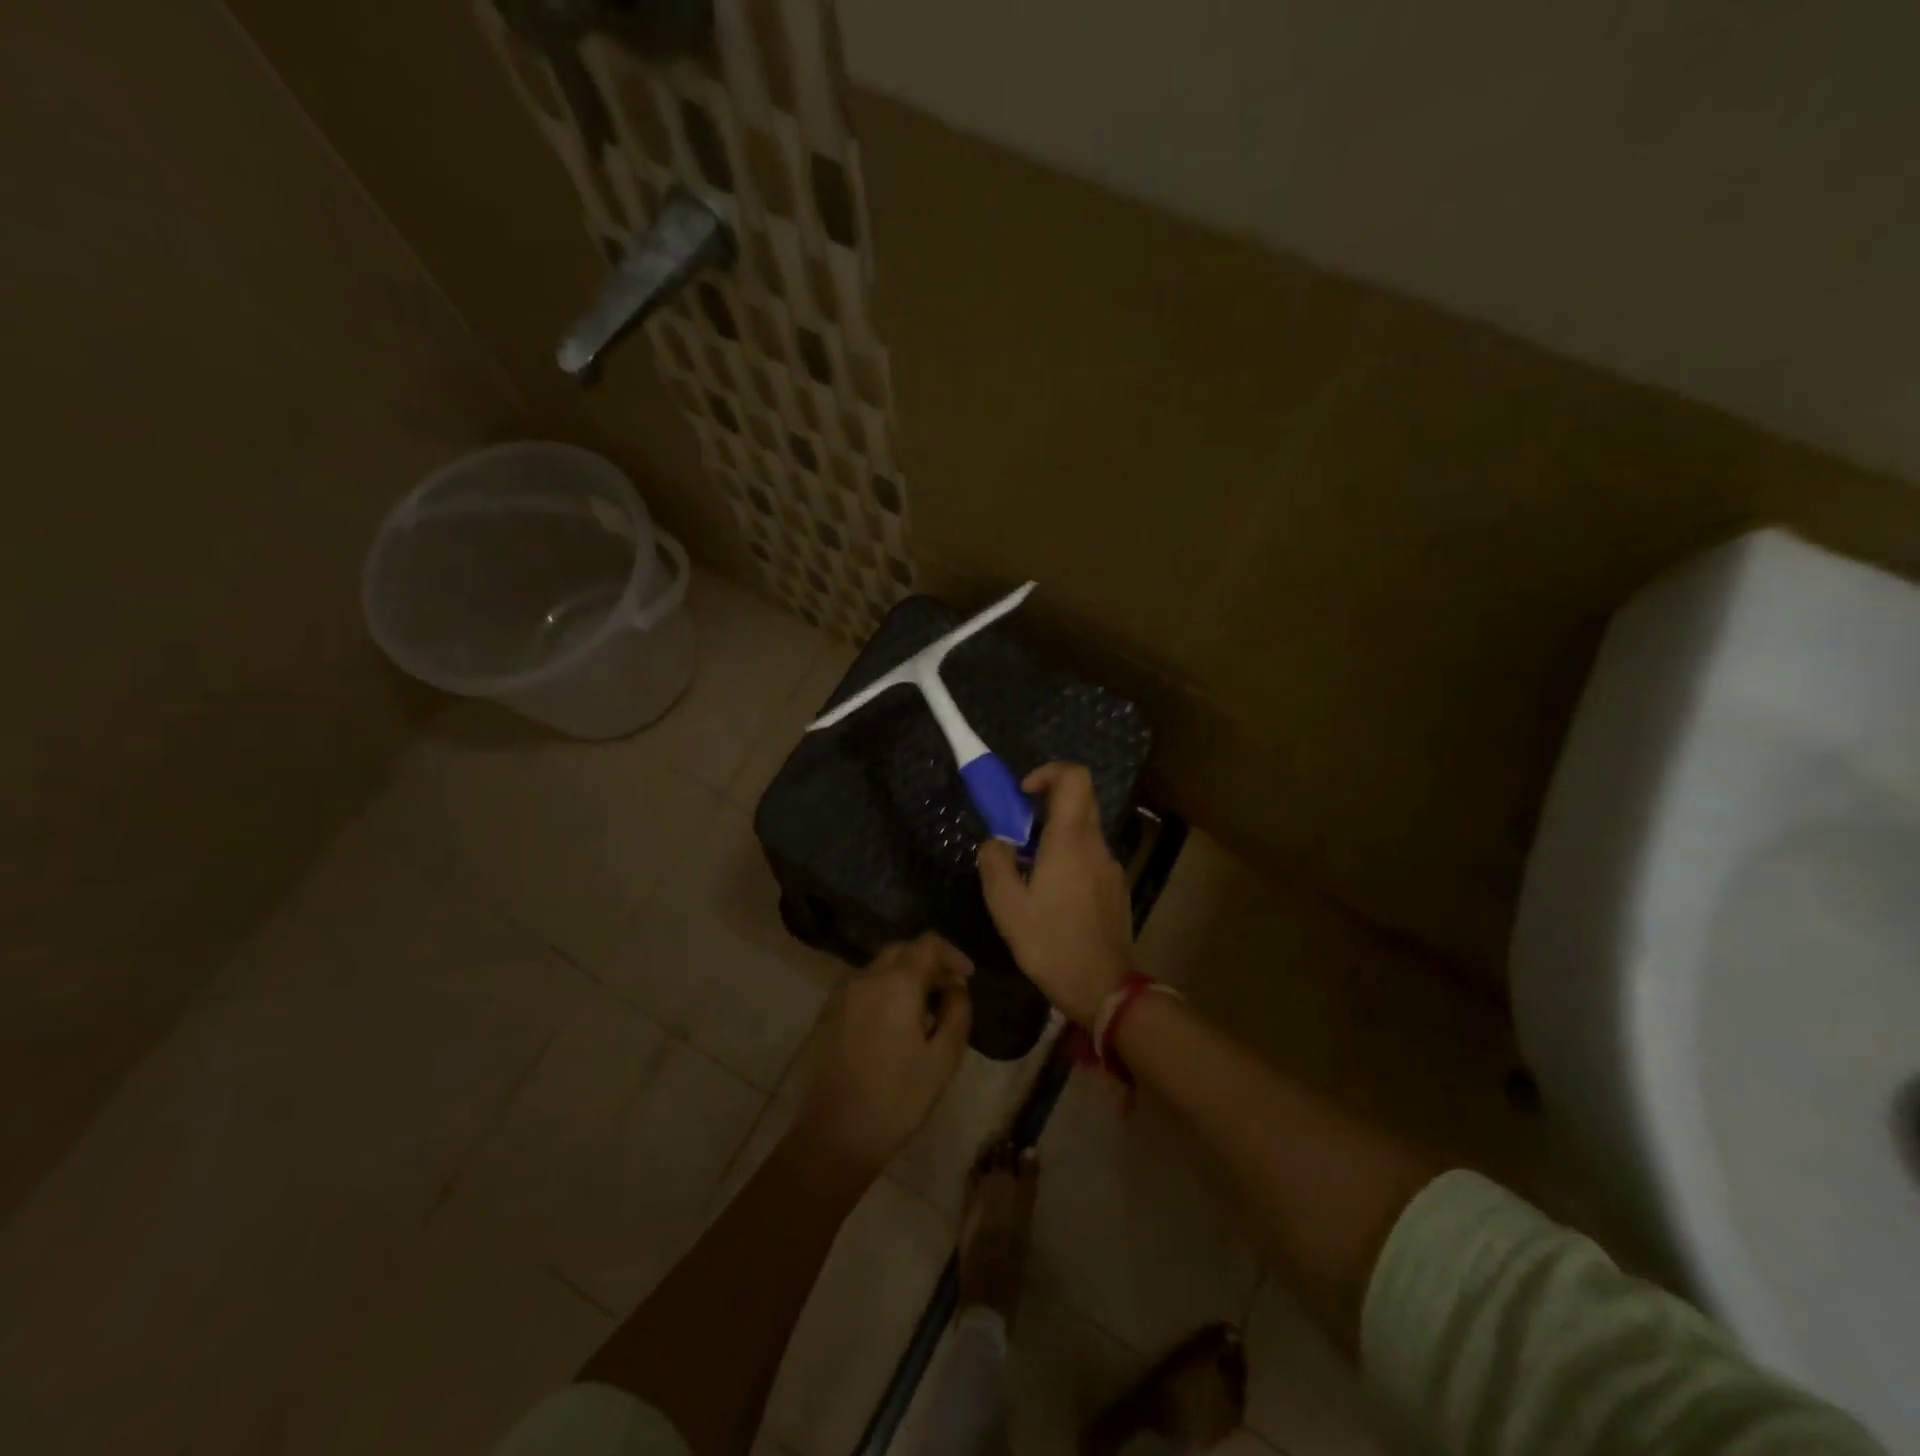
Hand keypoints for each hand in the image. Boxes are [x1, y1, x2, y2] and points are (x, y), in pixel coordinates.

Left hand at [794, 934, 973, 1177]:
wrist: (834, 1135)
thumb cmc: (897, 1098)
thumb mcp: (943, 1059)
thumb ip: (957, 1013)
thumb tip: (955, 988)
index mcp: (896, 983)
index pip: (928, 944)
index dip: (952, 954)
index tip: (966, 978)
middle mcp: (865, 977)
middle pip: (902, 951)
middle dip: (929, 963)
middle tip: (948, 992)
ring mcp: (841, 993)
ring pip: (880, 967)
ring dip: (905, 976)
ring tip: (923, 1010)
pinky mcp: (827, 1013)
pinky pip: (863, 986)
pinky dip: (883, 990)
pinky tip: (893, 1023)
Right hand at [978, 763, 1138, 1025]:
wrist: (1104, 989)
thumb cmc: (1051, 944)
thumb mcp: (1006, 906)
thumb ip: (995, 862)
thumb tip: (996, 841)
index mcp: (1070, 840)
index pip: (1074, 777)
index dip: (1048, 772)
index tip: (1023, 794)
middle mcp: (1096, 844)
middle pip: (1080, 799)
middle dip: (1046, 804)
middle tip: (1018, 833)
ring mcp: (1111, 867)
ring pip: (1084, 831)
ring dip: (1055, 836)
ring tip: (1029, 873)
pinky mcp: (1115, 888)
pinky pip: (1090, 856)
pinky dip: (1068, 858)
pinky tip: (1052, 898)